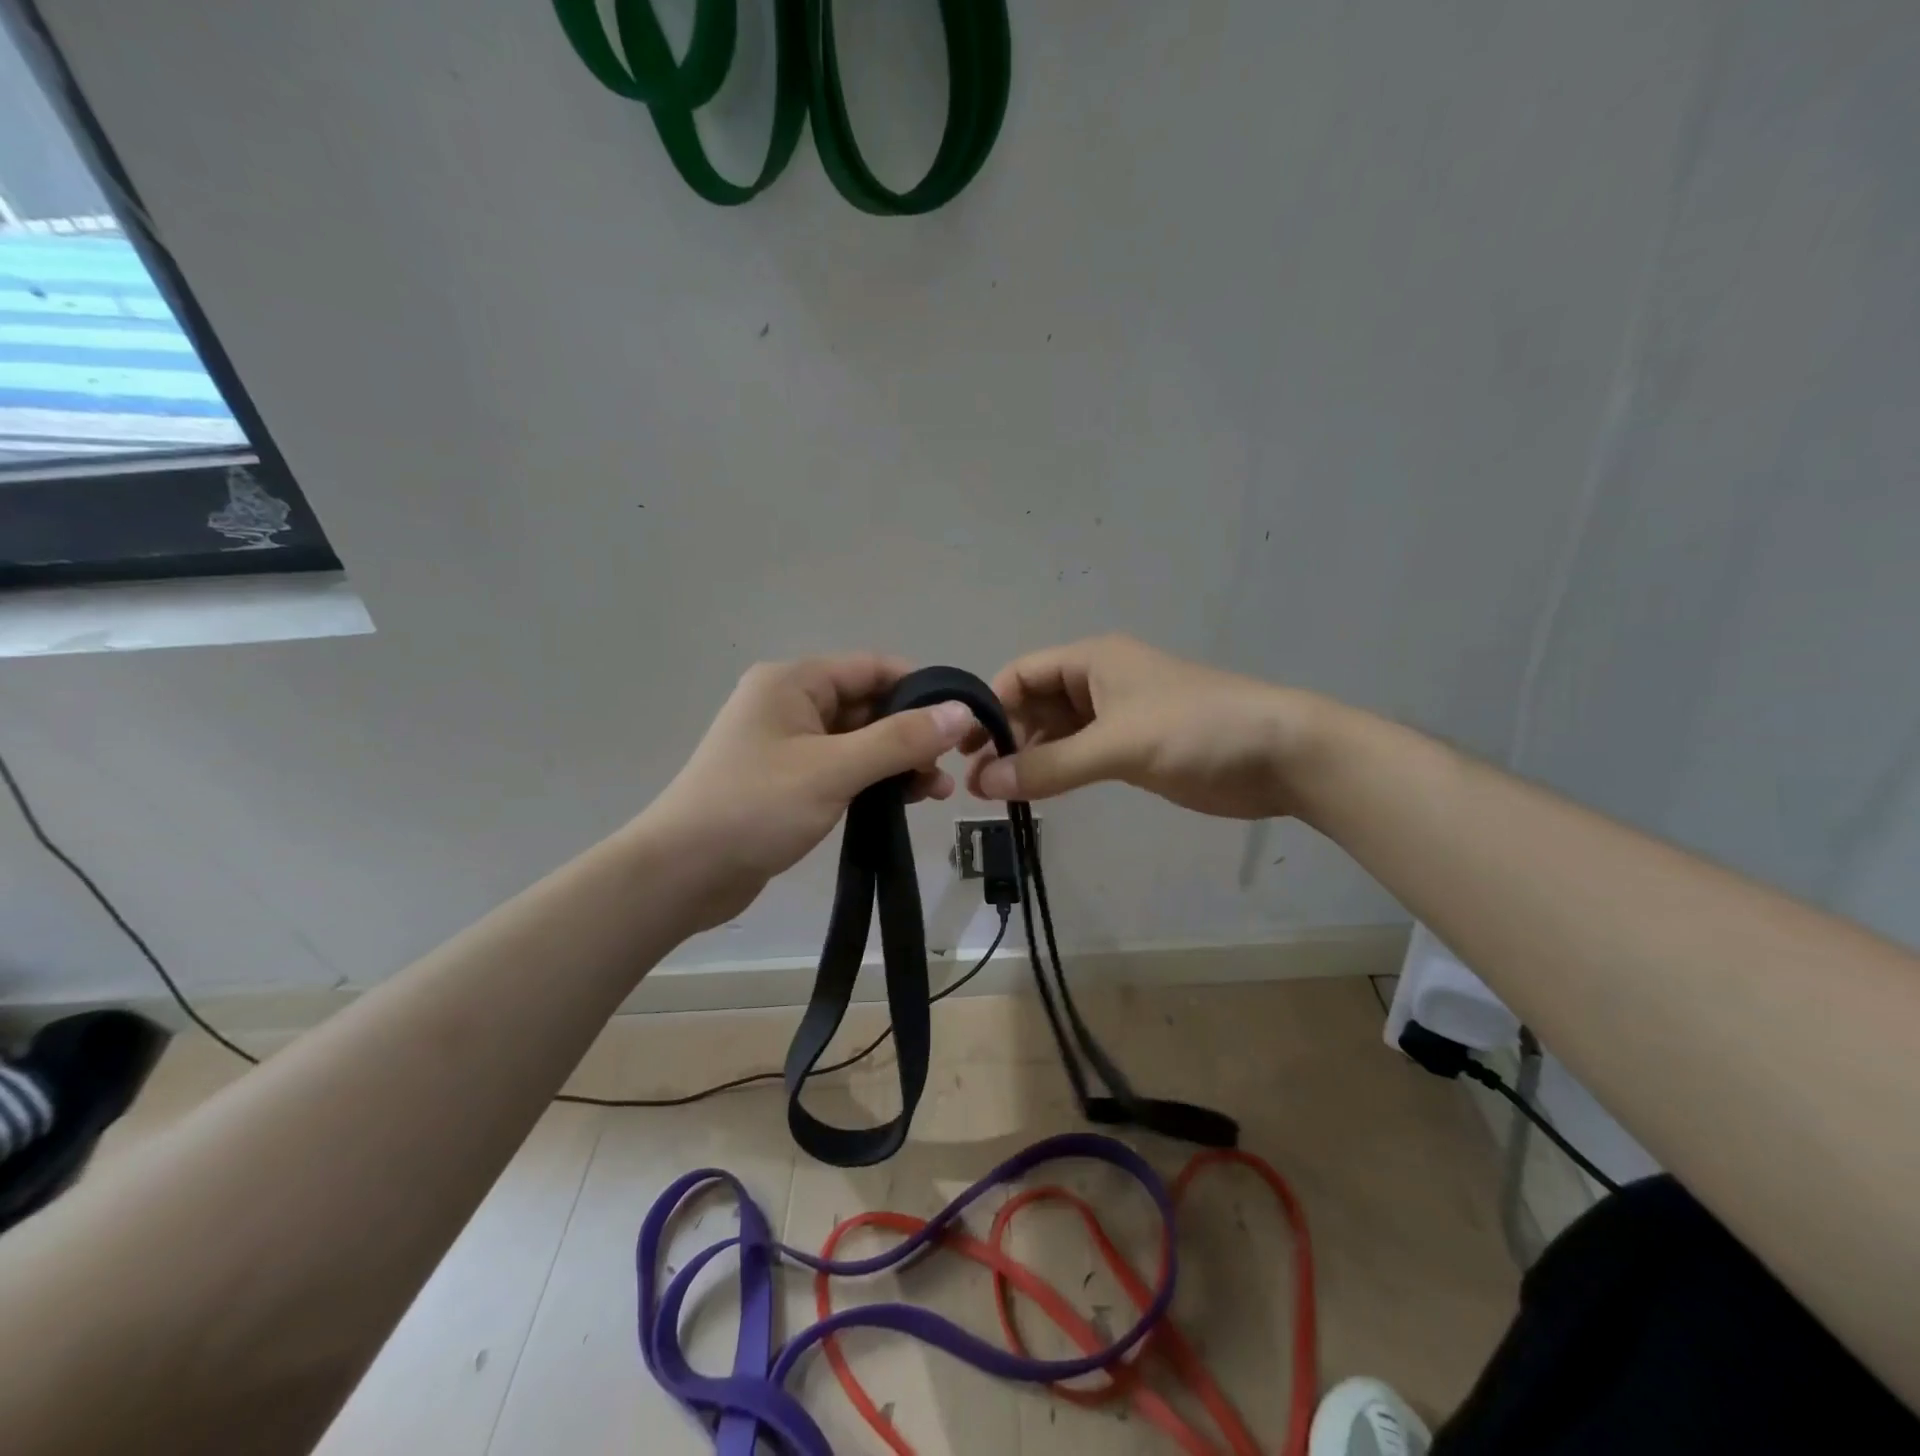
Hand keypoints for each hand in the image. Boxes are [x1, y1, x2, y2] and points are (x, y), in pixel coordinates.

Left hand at [643, 655, 974, 930]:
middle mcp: (790, 704)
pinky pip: (842, 768)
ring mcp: (787, 744)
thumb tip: (962, 711)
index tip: (963, 720)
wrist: (681, 874)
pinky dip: (873, 781)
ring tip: (935, 793)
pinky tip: (902, 803)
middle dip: (912, 734)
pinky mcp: (788, 781)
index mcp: (793, 682)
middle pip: (868, 705)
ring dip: (897, 761)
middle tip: (951, 768)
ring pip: (858, 741)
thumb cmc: (755, 808)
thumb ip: (901, 739)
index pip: (872, 668)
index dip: (921, 689)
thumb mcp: (834, 770)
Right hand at [965, 635, 1320, 818]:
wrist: (1280, 754)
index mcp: (1092, 661)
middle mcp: (1097, 683)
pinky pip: (1079, 755)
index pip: (1021, 675)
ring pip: (1055, 733)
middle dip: (1005, 738)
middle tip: (978, 784)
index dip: (989, 707)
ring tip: (997, 794)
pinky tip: (1036, 794)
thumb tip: (984, 783)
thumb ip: (1050, 766)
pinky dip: (1056, 771)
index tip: (963, 748)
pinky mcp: (1132, 749)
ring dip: (1028, 758)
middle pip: (1033, 705)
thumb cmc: (1196, 730)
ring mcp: (1116, 717)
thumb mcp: (1118, 745)